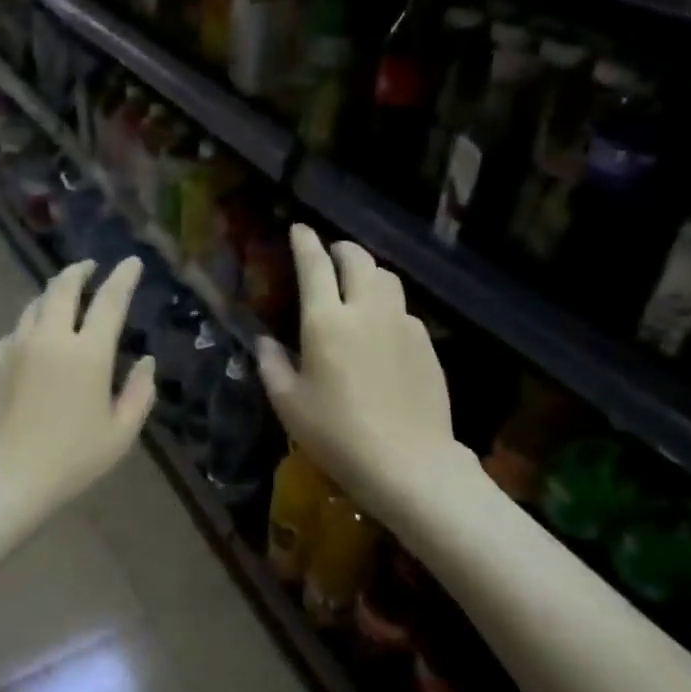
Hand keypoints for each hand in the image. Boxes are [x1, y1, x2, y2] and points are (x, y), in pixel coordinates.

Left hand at [0, 256, 156, 514]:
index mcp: (88, 353)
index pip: (110, 300)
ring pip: (34, 306)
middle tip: (89, 268)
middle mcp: (50, 337)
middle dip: (79, 271)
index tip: (131, 262)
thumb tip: (146, 362)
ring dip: (52, 297)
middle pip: (63, 287)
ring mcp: (15, 346)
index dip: (123, 277)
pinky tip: (34, 345)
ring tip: (62, 302)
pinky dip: (31, 329)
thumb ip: (139, 393)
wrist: (1, 477)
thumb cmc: (69, 460)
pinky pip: (15, 333)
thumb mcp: (120, 434)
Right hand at [258, 226, 473, 517]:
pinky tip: (381, 328)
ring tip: (357, 283)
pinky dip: (387, 304)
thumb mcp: (289, 404)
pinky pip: (403, 309)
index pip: (315, 266)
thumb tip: (265, 342)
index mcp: (326, 321)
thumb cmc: (337, 434)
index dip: (305, 243)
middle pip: (358, 260)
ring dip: (368, 271)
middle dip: (341, 249)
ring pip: (387, 279)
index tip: (300, 228)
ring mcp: (402, 324)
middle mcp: (366, 311)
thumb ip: (272, 365)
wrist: (408, 462)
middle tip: (330, 252)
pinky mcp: (426, 344)